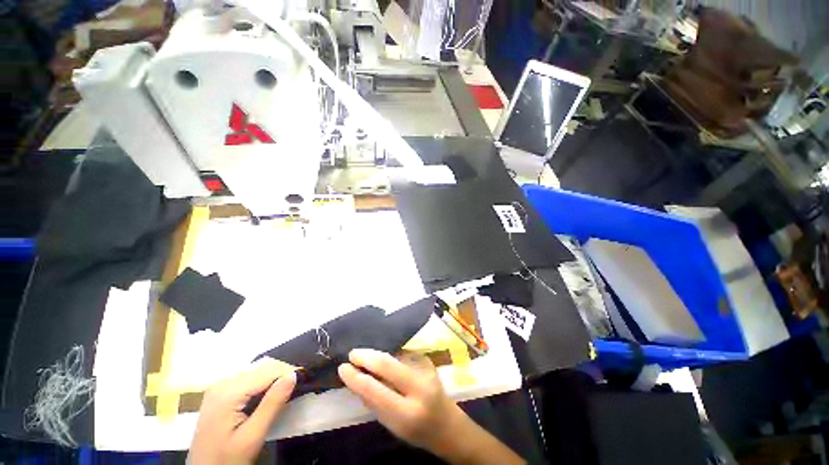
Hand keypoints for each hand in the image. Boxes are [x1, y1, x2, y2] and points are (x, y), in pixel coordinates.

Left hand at [188, 358, 295, 464]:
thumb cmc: (227, 459)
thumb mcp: (252, 436)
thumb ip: (272, 404)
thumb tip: (293, 375)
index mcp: (227, 392)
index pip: (266, 371)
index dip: (288, 372)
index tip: (305, 376)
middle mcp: (222, 383)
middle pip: (260, 368)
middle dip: (281, 373)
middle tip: (297, 384)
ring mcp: (218, 387)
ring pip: (255, 371)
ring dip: (273, 376)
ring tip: (286, 388)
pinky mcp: (219, 393)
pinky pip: (247, 378)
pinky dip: (262, 381)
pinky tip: (269, 392)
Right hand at [337, 349, 462, 453]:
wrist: (447, 423)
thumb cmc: (416, 430)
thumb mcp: (392, 425)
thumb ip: (374, 402)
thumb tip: (355, 379)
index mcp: (408, 413)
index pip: (376, 390)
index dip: (356, 377)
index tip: (343, 367)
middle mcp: (419, 387)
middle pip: (388, 364)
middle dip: (366, 356)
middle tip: (352, 354)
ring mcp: (426, 369)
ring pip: (395, 356)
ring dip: (377, 355)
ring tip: (363, 356)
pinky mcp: (427, 359)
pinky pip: (403, 355)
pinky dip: (389, 356)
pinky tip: (382, 359)